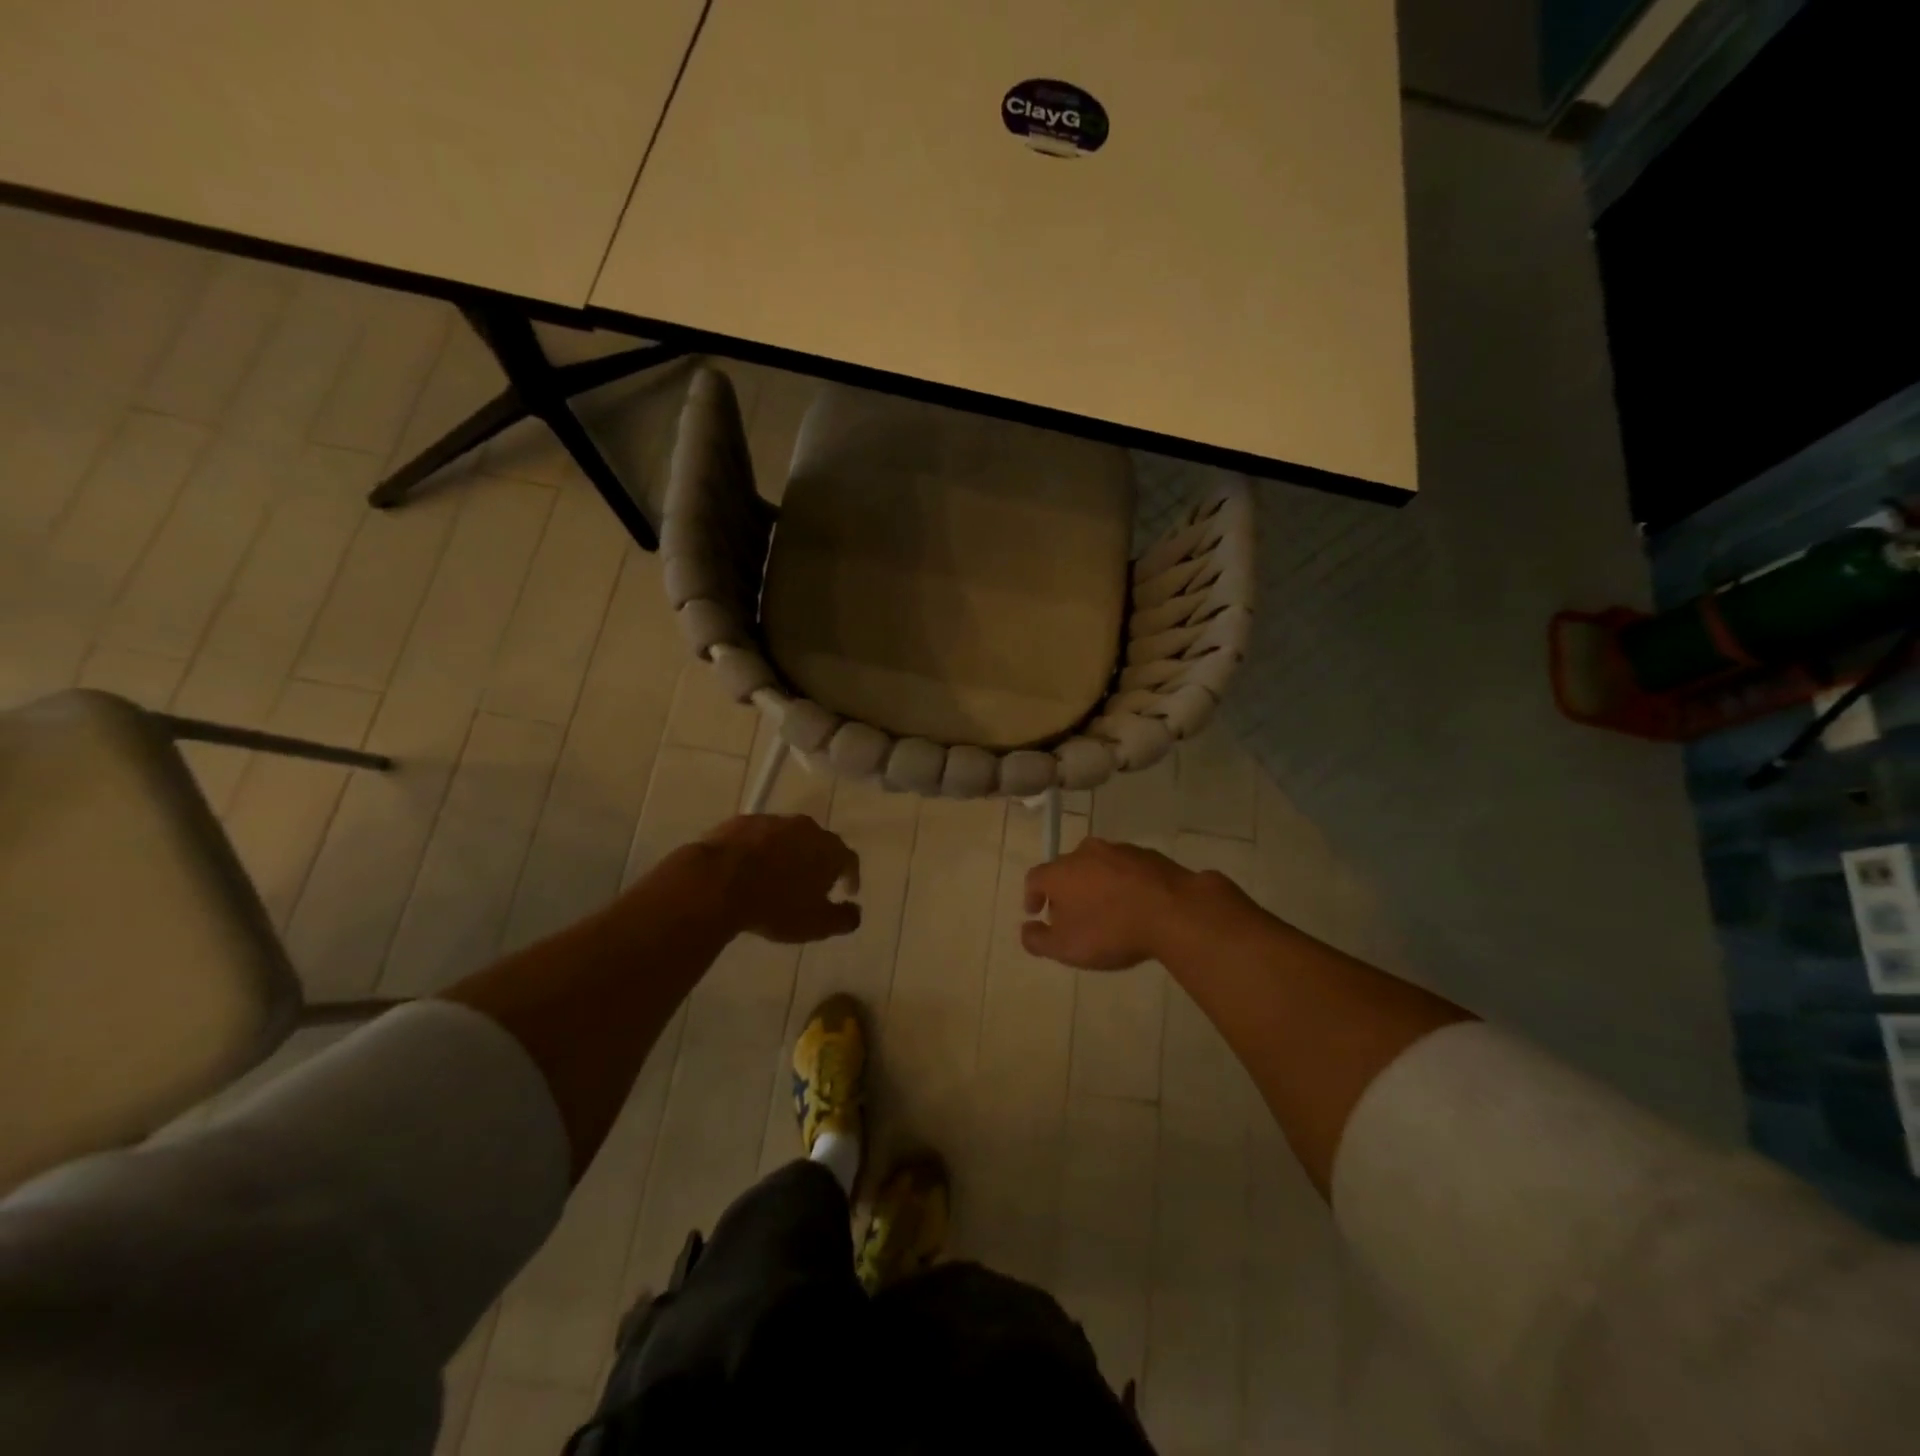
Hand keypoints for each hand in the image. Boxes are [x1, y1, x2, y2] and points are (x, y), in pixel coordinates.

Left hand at [700, 814, 861, 942]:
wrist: (717, 882)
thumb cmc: (775, 906)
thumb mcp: (816, 925)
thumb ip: (843, 919)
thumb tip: (856, 912)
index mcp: (828, 849)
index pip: (849, 859)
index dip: (851, 876)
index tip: (848, 891)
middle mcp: (805, 827)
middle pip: (819, 843)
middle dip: (818, 861)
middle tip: (812, 882)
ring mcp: (771, 820)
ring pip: (787, 836)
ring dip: (787, 853)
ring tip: (778, 875)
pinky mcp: (740, 821)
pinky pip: (758, 836)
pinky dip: (759, 850)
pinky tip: (748, 868)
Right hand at [1021, 838, 1200, 968]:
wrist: (1173, 910)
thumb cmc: (1110, 930)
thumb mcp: (1066, 948)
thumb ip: (1038, 941)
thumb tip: (1026, 930)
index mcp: (1060, 872)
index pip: (1035, 878)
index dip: (1032, 896)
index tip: (1035, 912)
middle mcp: (1085, 853)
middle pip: (1066, 869)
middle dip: (1064, 890)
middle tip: (1070, 915)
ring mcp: (1119, 850)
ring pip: (1097, 866)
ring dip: (1095, 884)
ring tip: (1104, 909)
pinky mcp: (1148, 855)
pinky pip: (1126, 869)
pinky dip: (1122, 883)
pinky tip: (1133, 904)